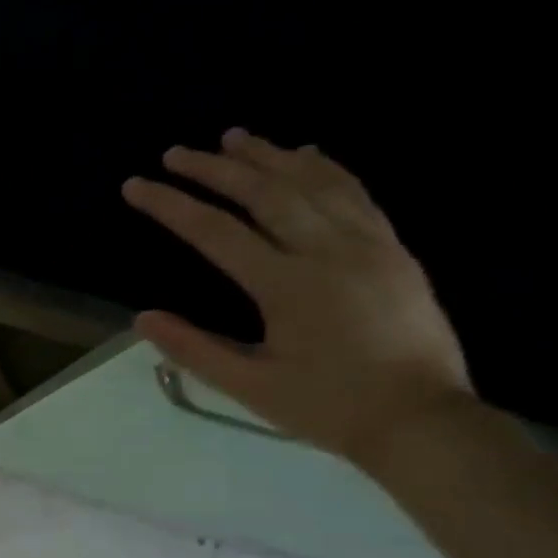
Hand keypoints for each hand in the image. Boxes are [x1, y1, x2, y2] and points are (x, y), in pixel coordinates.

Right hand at [121, 129, 473, 465]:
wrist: (420, 419)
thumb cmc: (326, 407)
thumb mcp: (249, 386)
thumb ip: (194, 349)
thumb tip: (142, 318)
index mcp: (287, 286)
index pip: (216, 232)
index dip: (171, 205)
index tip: (136, 186)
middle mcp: (328, 251)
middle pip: (264, 193)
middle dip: (215, 169)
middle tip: (176, 153)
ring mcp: (368, 244)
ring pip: (313, 183)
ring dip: (268, 156)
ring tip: (234, 137)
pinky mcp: (393, 249)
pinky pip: (355, 193)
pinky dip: (326, 168)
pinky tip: (306, 154)